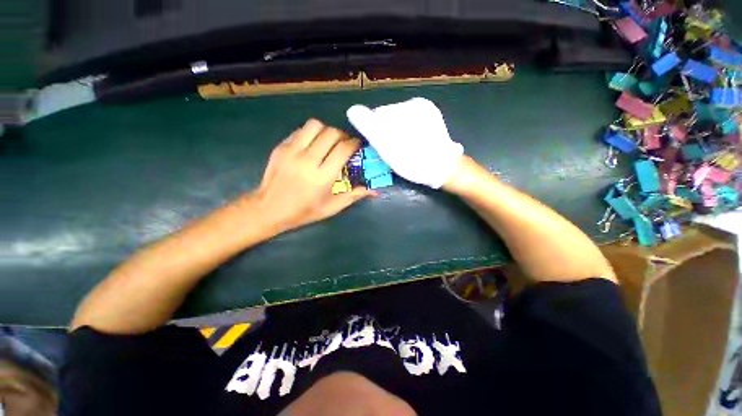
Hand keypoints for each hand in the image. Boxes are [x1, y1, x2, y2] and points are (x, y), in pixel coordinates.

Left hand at [247, 119, 374, 233]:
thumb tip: (374, 190)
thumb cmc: (304, 211)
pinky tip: (312, 145)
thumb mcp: (332, 207)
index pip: (343, 149)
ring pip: (315, 125)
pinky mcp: (281, 147)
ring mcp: (292, 151)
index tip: (358, 145)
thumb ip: (353, 195)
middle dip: (342, 135)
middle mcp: (308, 160)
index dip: (354, 143)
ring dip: (326, 130)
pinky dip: (311, 134)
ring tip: (328, 142)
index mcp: (322, 177)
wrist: (269, 209)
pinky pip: (301, 131)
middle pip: (331, 133)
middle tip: (344, 144)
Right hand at [347, 97, 464, 188]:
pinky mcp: (432, 117)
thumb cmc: (414, 161)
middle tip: (394, 150)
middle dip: (386, 132)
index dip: (376, 134)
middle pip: (388, 116)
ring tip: (404, 148)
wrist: (443, 169)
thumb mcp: (388, 147)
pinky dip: (406, 131)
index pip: (377, 115)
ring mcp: (426, 109)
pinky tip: (412, 143)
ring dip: (396, 132)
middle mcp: (416, 103)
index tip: (383, 149)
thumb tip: (352, 110)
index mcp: (404, 107)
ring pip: (398, 119)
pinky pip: (410, 122)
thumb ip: (370, 126)